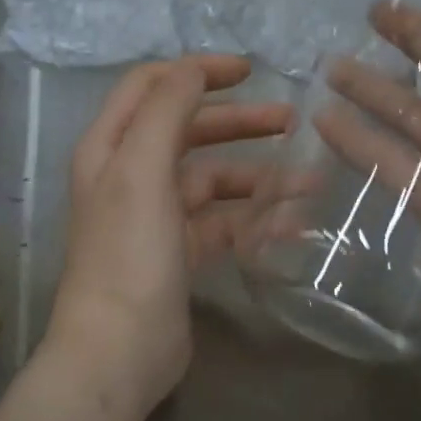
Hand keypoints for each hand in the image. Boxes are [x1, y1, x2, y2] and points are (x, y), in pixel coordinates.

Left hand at [42, 56, 291, 418]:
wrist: (119, 350)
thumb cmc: (128, 255)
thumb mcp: (141, 171)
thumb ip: (167, 111)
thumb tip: (193, 70)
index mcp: (110, 147)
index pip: (152, 87)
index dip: (197, 71)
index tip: (249, 70)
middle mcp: (129, 176)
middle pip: (188, 131)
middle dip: (238, 122)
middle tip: (291, 120)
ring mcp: (155, 217)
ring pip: (212, 181)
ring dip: (258, 178)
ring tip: (309, 182)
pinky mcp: (179, 253)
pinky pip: (222, 222)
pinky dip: (253, 218)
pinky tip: (292, 223)